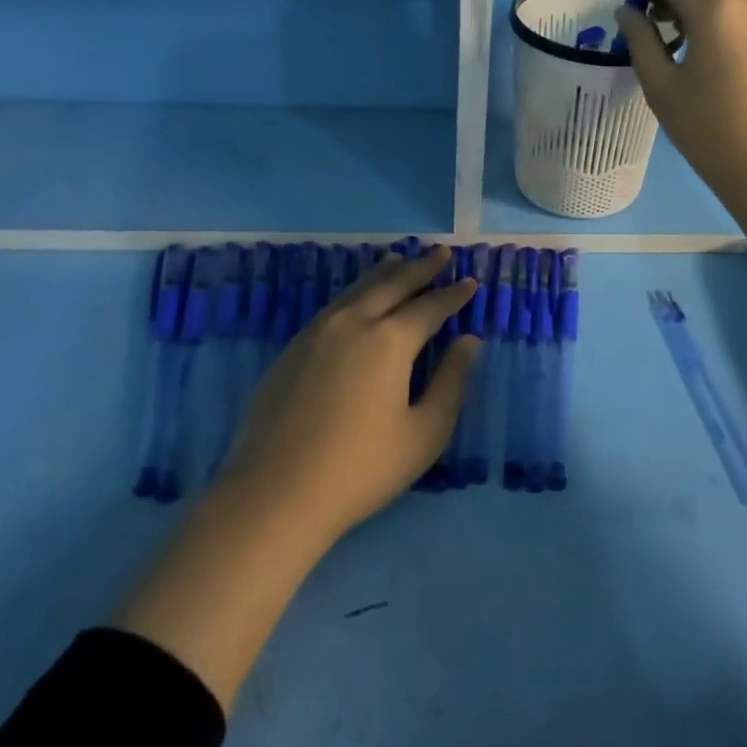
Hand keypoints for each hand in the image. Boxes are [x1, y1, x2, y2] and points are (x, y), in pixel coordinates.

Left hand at [221, 246, 479, 544]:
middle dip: (421, 267)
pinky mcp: (293, 348)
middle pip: (392, 284)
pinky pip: (333, 305)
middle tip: (441, 252)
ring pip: (358, 289)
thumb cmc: (362, 469)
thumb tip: (469, 342)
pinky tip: (357, 297)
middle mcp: (354, 323)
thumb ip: (451, 382)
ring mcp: (317, 332)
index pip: (430, 307)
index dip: (454, 295)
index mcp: (390, 340)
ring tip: (399, 258)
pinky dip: (355, 291)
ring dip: (384, 272)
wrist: (275, 493)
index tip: (471, 282)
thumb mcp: (424, 433)